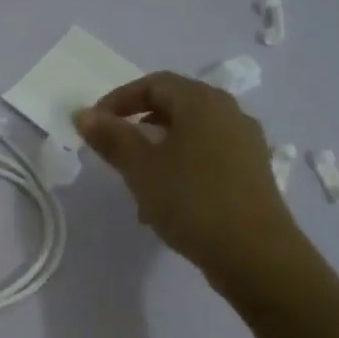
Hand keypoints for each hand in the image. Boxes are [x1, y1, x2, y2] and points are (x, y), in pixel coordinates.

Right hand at [74, 72, 313, 299]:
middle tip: (113, 149)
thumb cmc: (192, 201)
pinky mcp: (252, 171)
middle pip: (175, 105)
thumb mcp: (141, 169)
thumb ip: (111, 138)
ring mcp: (245, 143)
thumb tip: (83, 114)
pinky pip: (207, 156)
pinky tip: (167, 201)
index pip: (154, 83)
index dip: (119, 99)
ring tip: (136, 181)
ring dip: (158, 149)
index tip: (94, 125)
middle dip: (139, 124)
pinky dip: (181, 166)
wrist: (255, 253)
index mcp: (202, 102)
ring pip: (191, 134)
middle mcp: (229, 113)